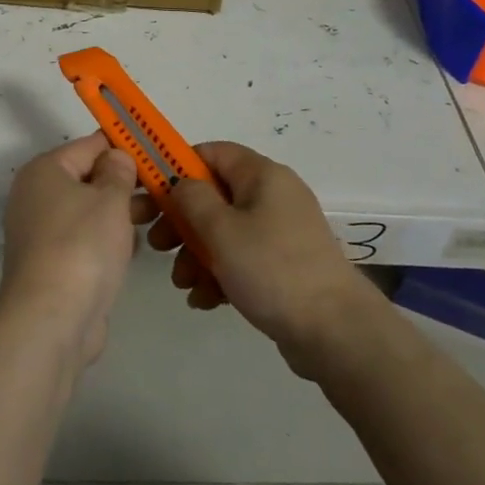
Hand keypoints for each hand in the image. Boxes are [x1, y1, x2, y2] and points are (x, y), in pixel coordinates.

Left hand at [0, 133, 149, 367]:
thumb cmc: (82, 246)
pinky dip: (106, 241)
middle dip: (125, 184)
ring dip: (119, 214)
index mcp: (44, 171)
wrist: (52, 320)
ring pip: (88, 212)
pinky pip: (84, 241)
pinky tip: (134, 249)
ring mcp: (41, 233)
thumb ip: (118, 173)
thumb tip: (116, 157)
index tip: (156, 153)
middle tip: (165, 190)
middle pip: (88, 179)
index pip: (89, 145)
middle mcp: (36, 197)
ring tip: (158, 219)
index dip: (123, 147)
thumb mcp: (110, 199)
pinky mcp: (51, 265)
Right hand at [150, 142, 379, 375]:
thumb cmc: (271, 269)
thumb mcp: (221, 230)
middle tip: (156, 244)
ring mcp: (280, 232)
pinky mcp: (283, 265)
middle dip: (181, 220)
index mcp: (262, 175)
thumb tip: (181, 182)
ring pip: (224, 231)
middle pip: (214, 195)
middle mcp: (273, 196)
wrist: (335, 332)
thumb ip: (191, 198)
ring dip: (196, 253)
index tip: (150, 194)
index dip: (177, 168)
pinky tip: (204, 300)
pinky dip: (220, 273)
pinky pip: (242, 258)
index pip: (211, 152)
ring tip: (183, 283)